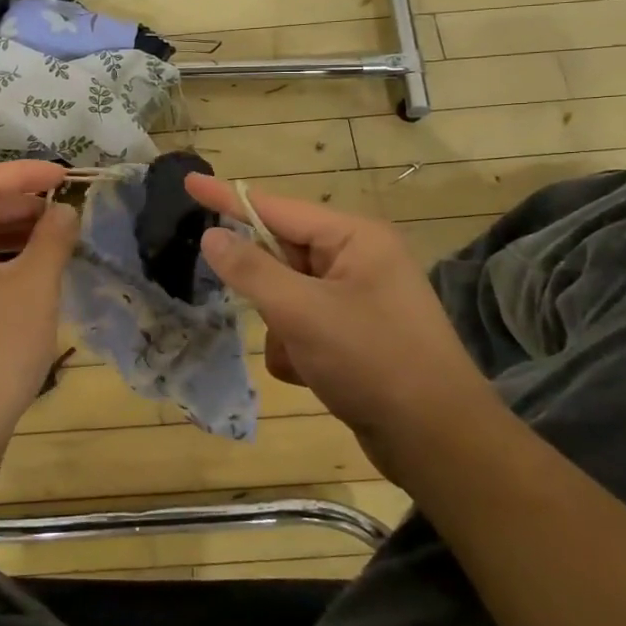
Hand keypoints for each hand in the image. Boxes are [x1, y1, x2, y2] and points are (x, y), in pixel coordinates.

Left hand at [0, 160, 79, 460]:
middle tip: (66, 210)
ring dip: (16, 233)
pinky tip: (33, 275)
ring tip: (57, 239)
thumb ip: (53, 238)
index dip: (28, 173)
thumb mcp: (34, 287)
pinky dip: (4, 261)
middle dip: (24, 203)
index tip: (67, 177)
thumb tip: (64, 211)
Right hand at [183, 176, 499, 485]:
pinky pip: (304, 326)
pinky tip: (310, 376)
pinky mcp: (356, 337)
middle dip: (267, 291)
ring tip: (302, 357)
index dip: (227, 199)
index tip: (188, 182)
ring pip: (288, 296)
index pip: (276, 208)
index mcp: (354, 238)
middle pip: (283, 255)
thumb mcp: (302, 312)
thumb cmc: (372, 361)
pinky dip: (296, 349)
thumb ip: (251, 270)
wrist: (438, 443)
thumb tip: (212, 236)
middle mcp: (359, 260)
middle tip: (269, 313)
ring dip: (281, 328)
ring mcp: (359, 300)